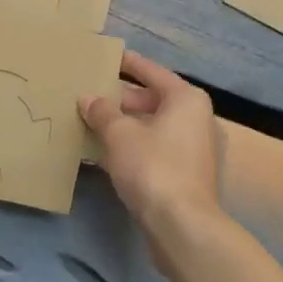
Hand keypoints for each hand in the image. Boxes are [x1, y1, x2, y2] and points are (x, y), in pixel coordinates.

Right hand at [79, 51, 221, 235]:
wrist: (182, 226)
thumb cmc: (153, 167)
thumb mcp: (120, 135)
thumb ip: (102, 112)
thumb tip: (87, 98)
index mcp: (186, 99)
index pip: (152, 72)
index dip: (129, 63)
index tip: (109, 55)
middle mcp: (195, 118)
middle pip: (153, 99)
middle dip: (122, 98)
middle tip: (92, 93)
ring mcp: (193, 148)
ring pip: (153, 126)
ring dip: (125, 125)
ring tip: (92, 121)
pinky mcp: (186, 174)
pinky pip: (154, 148)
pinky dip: (133, 146)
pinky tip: (105, 151)